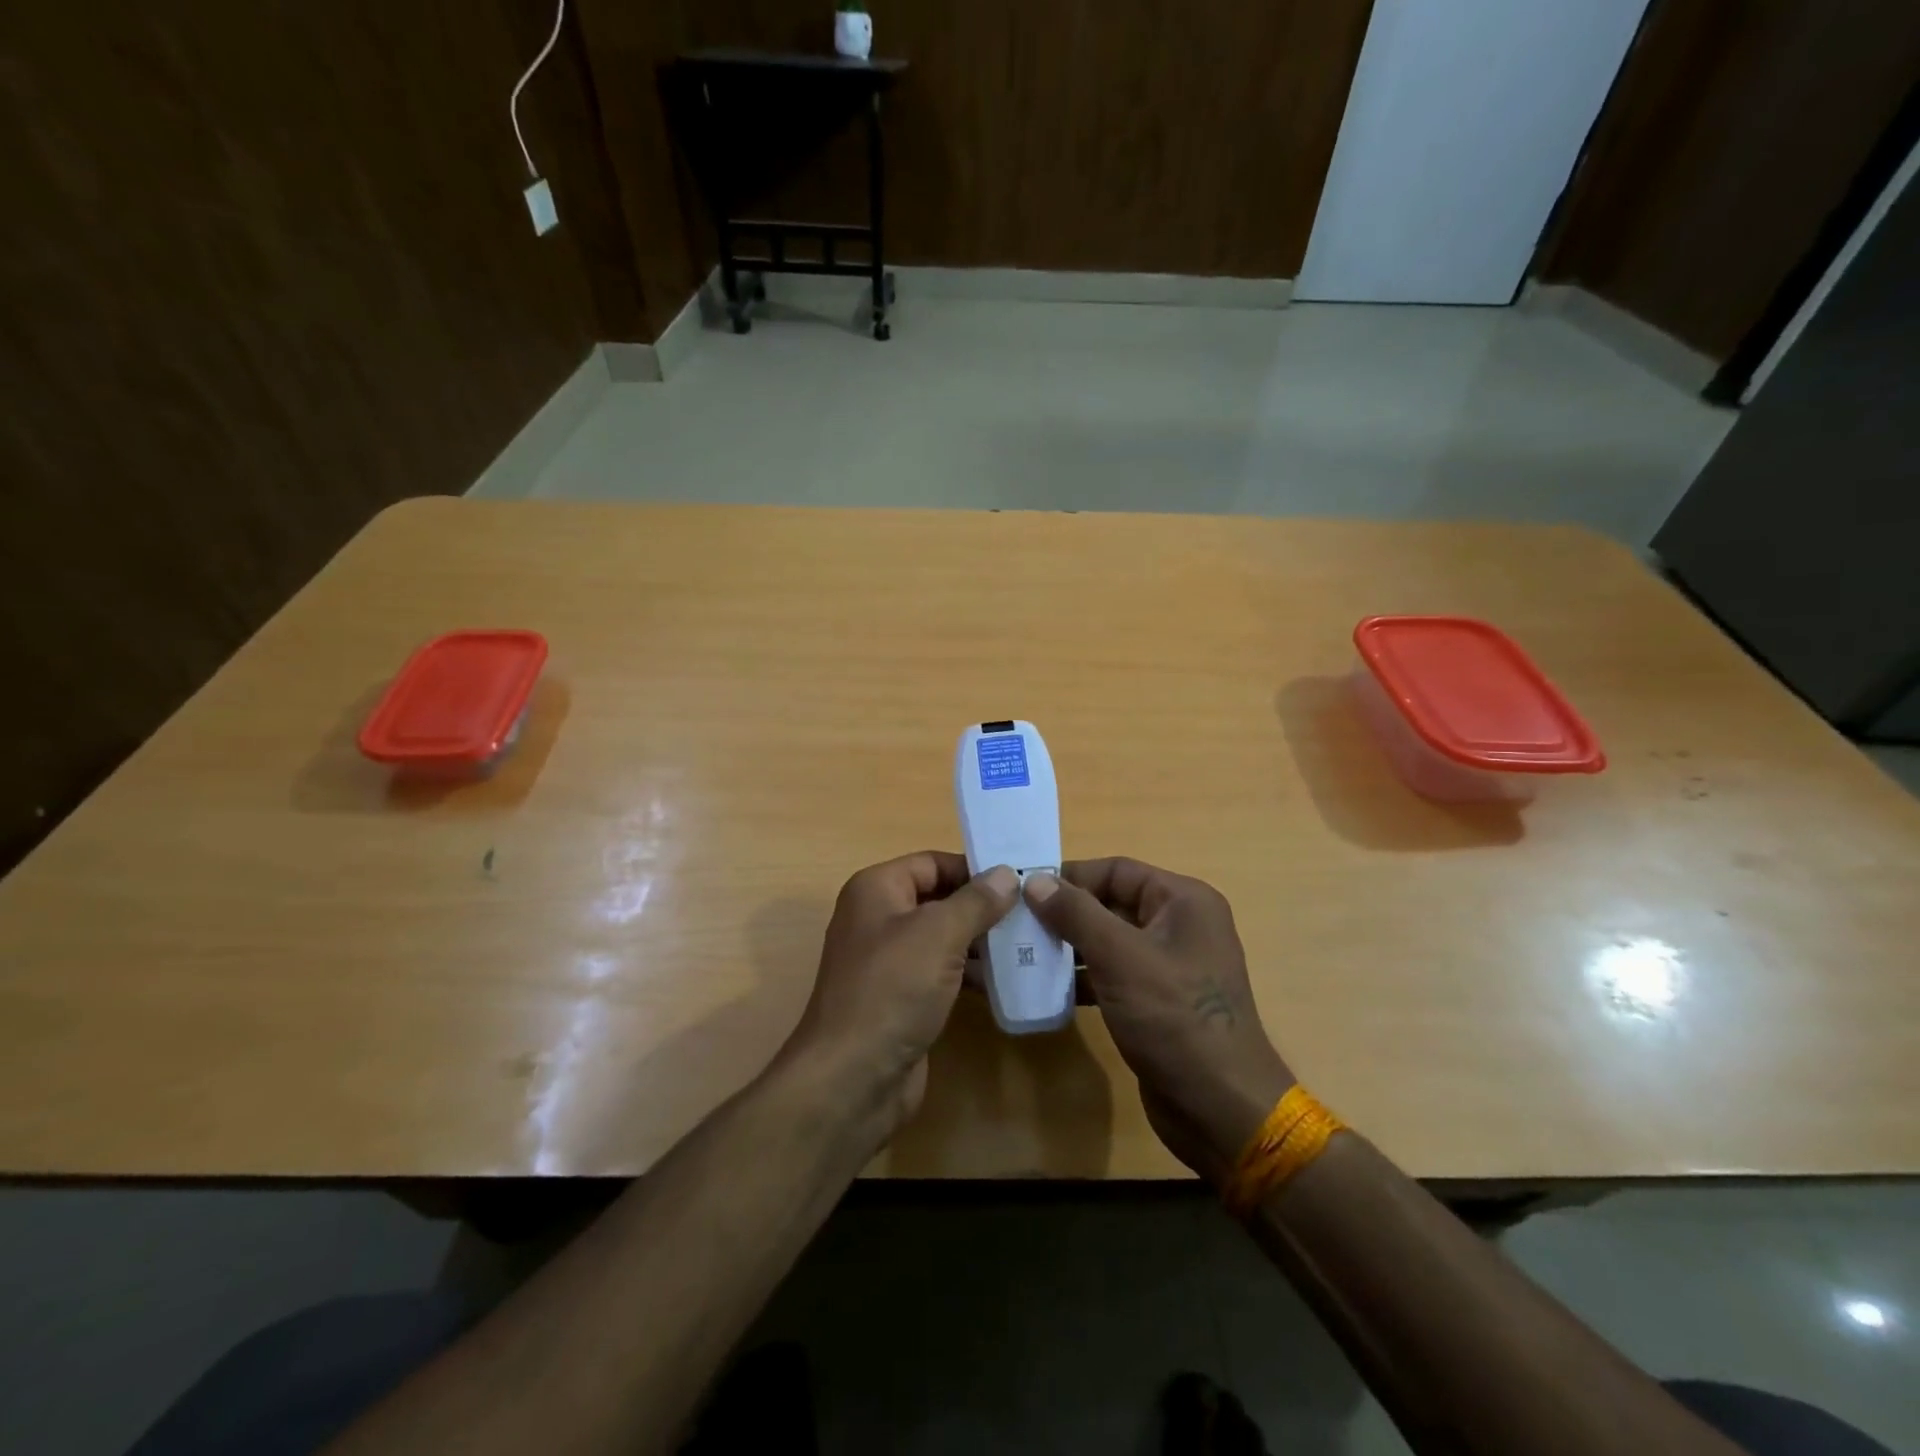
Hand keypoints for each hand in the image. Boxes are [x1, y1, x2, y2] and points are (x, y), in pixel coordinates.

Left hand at [783, 852, 1016, 1139]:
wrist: (852, 1078)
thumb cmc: (892, 989)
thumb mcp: (939, 934)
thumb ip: (976, 901)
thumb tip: (1006, 873)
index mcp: (876, 889)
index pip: (932, 863)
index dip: (973, 868)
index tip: (1020, 879)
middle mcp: (878, 918)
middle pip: (938, 898)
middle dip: (982, 906)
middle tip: (1031, 912)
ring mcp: (888, 961)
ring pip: (942, 937)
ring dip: (981, 941)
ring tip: (1028, 945)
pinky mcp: (900, 998)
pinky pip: (940, 972)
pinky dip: (969, 973)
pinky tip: (1004, 980)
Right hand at [1024, 859, 1292, 1180]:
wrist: (1221, 1110)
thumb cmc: (1174, 1019)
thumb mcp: (1121, 958)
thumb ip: (1076, 914)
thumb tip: (1034, 880)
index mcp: (1183, 901)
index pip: (1116, 870)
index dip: (1070, 877)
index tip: (1022, 891)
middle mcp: (1179, 925)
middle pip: (1111, 903)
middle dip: (1064, 913)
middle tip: (1016, 924)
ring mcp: (1169, 965)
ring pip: (1108, 941)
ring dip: (1069, 947)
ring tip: (1022, 954)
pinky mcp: (1157, 1001)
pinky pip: (1113, 974)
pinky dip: (1083, 978)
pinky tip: (1047, 989)